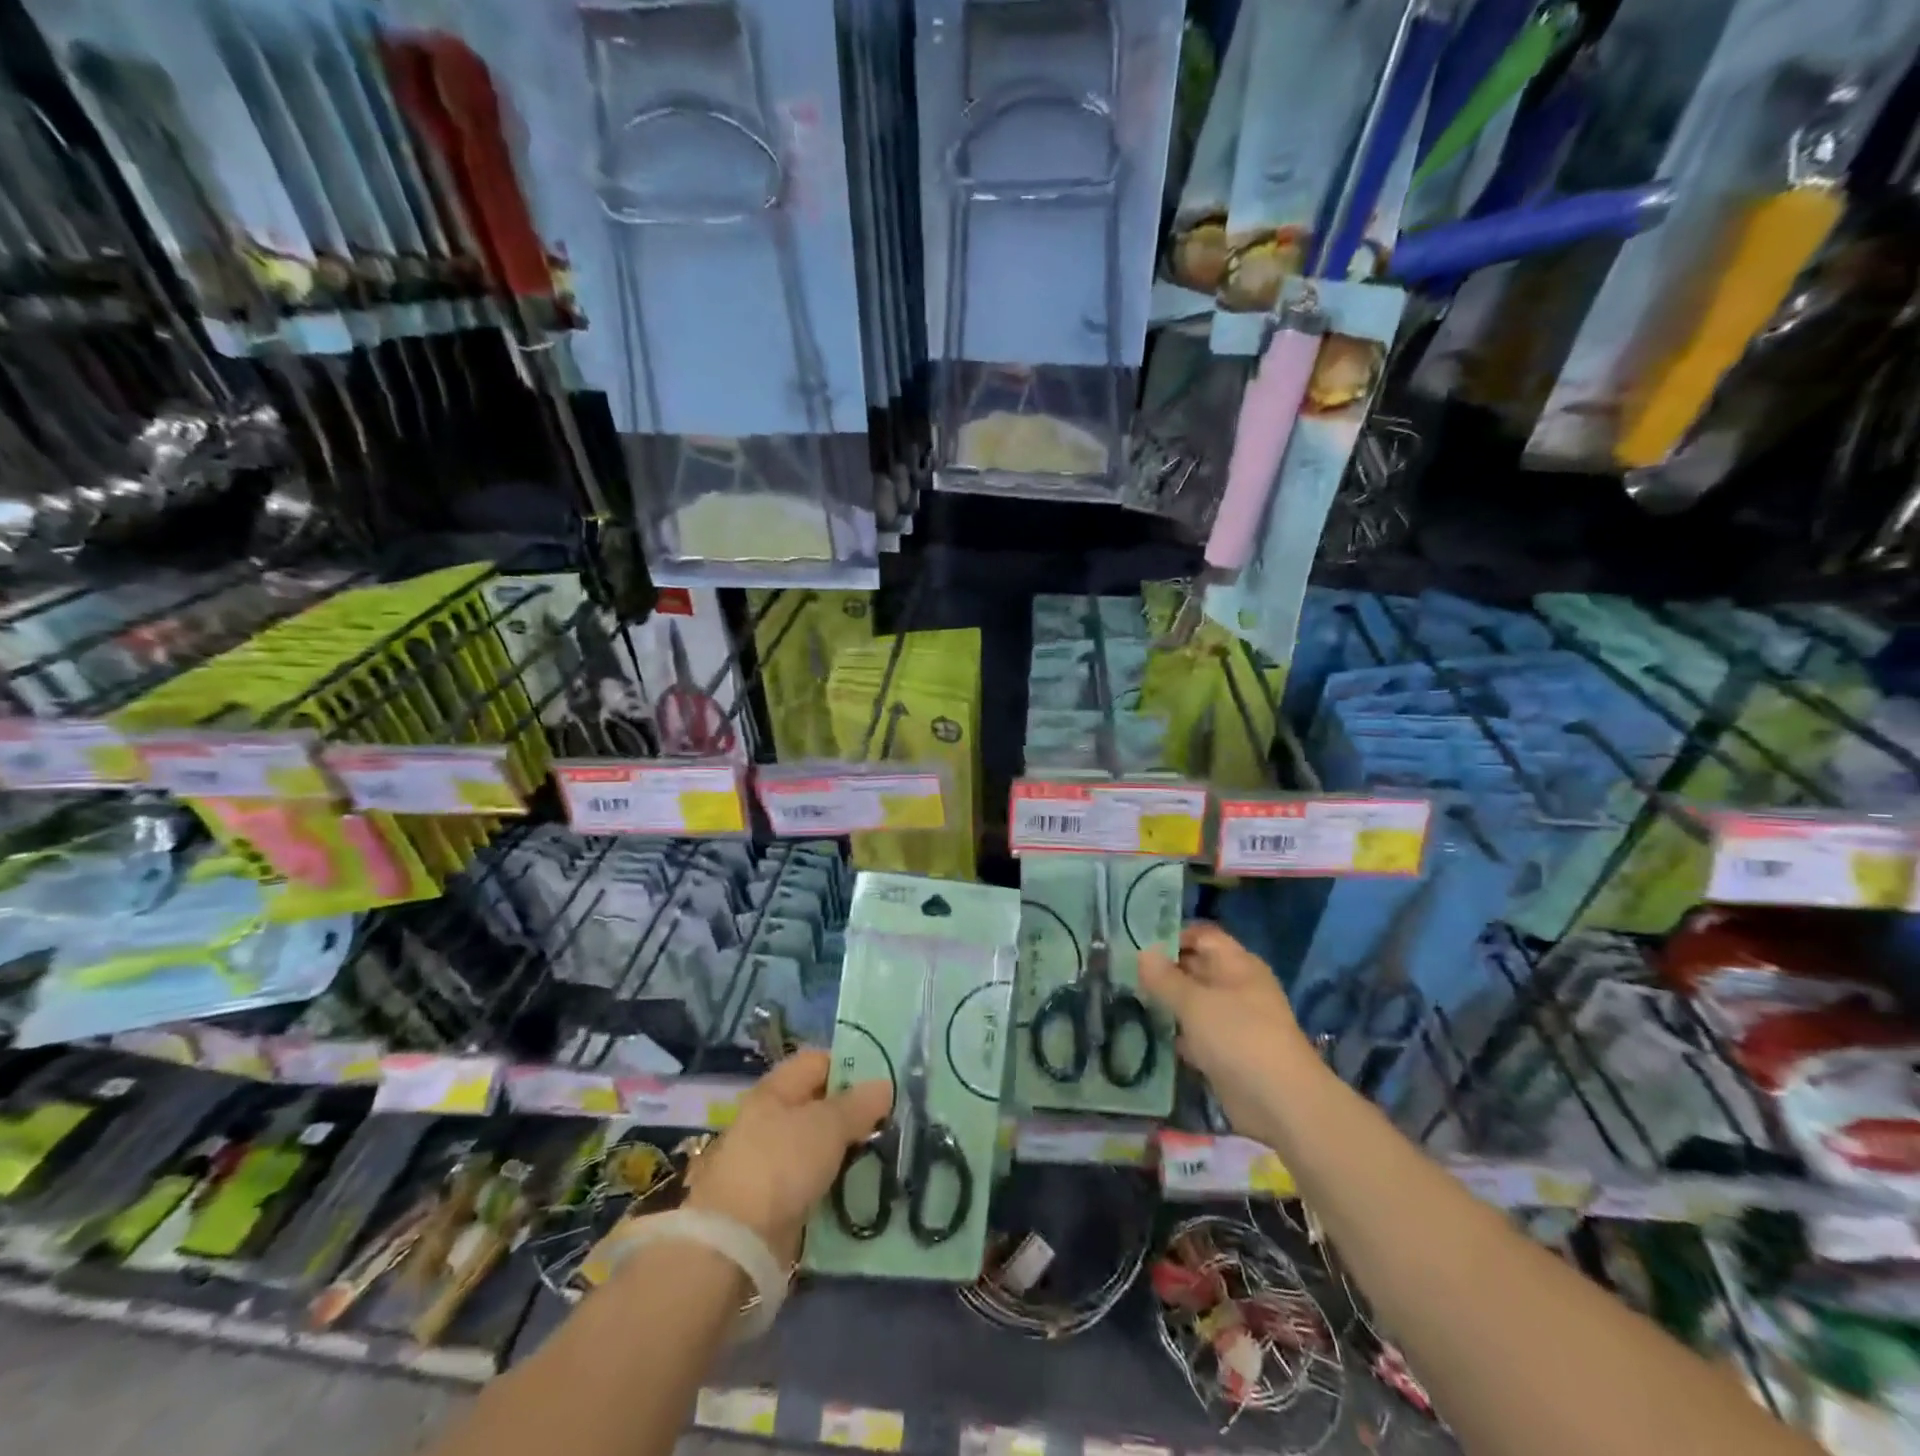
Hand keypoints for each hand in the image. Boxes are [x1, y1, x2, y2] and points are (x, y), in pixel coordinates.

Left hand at [684, 1050, 890, 1262]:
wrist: (736, 1242)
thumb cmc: (782, 1164)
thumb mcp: (828, 1125)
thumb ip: (859, 1104)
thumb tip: (885, 1085)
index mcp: (776, 1089)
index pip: (818, 1062)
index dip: (851, 1066)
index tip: (883, 1083)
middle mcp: (769, 1119)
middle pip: (819, 1104)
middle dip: (853, 1112)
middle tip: (889, 1122)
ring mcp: (770, 1160)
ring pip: (818, 1144)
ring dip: (846, 1150)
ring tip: (881, 1155)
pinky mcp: (775, 1199)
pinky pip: (813, 1179)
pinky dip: (834, 1181)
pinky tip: (859, 1186)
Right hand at [1138, 922, 1316, 1136]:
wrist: (1280, 1102)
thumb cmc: (1238, 1037)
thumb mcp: (1194, 1002)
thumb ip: (1165, 978)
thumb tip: (1142, 952)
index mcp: (1237, 964)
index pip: (1202, 936)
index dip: (1172, 936)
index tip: (1137, 944)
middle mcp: (1237, 987)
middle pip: (1197, 967)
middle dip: (1164, 970)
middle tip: (1125, 972)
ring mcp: (1234, 1021)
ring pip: (1195, 1002)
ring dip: (1168, 1002)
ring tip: (1129, 997)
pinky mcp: (1228, 1052)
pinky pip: (1197, 1033)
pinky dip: (1177, 1032)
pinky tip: (1149, 1033)